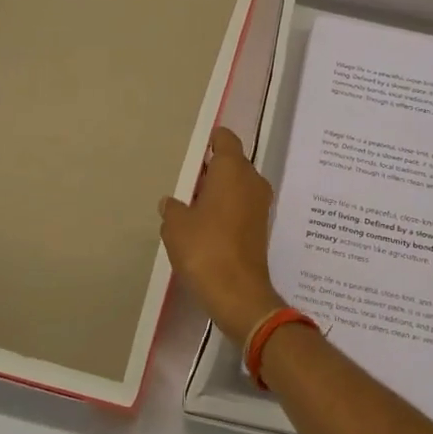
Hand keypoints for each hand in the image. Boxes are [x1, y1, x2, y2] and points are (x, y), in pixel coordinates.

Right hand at [159, 127, 283, 343]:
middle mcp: (252, 181)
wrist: (238, 294)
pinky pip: (241, 206)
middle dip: (210, 170)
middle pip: (232, 163)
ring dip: (218, 191)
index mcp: (233, 169)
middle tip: (186, 182)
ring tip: (191, 206)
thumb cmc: (204, 248)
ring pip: (237, 186)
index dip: (210, 141)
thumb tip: (172, 203)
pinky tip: (205, 226)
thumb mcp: (175, 225)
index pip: (226, 139)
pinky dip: (226, 209)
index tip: (193, 151)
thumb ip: (172, 208)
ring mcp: (260, 205)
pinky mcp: (260, 228)